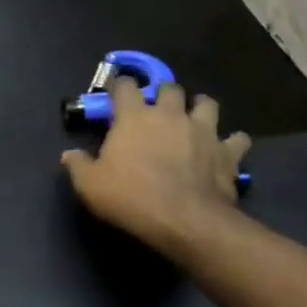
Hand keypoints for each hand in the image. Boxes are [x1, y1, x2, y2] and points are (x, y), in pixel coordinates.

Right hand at [61, 80, 251, 255]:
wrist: (184, 220)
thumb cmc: (131, 197)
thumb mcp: (90, 185)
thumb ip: (78, 166)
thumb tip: (68, 155)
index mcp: (134, 117)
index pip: (125, 86)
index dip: (120, 87)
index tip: (117, 94)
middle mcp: (170, 115)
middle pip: (170, 88)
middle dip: (163, 94)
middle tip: (157, 110)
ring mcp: (203, 130)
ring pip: (207, 104)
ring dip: (200, 108)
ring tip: (194, 119)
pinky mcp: (228, 152)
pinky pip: (237, 139)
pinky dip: (232, 142)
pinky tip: (226, 150)